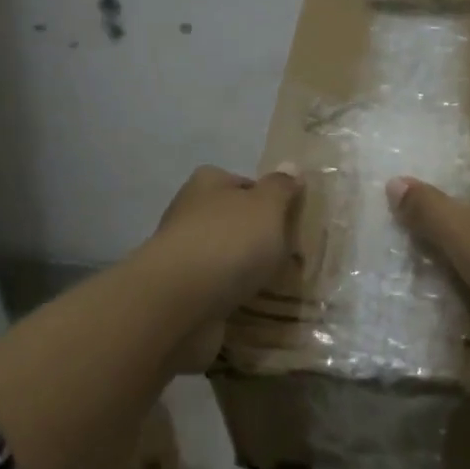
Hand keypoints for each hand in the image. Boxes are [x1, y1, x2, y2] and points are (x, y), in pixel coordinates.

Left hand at [139, 163, 302, 369]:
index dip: (267, 199)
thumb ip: (280, 187)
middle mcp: (189, 211)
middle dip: (256, 236)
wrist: (179, 299)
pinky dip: (230, 292)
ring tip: (273, 283)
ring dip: (243, 267)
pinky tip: (249, 302)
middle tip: (287, 255)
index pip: (242, 183)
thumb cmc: (229, 241)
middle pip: (232, 219)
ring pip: (223, 254)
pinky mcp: (179, 287)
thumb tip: (290, 167)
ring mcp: (182, 252)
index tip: (288, 221)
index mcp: (208, 182)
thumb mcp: (267, 206)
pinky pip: (215, 285)